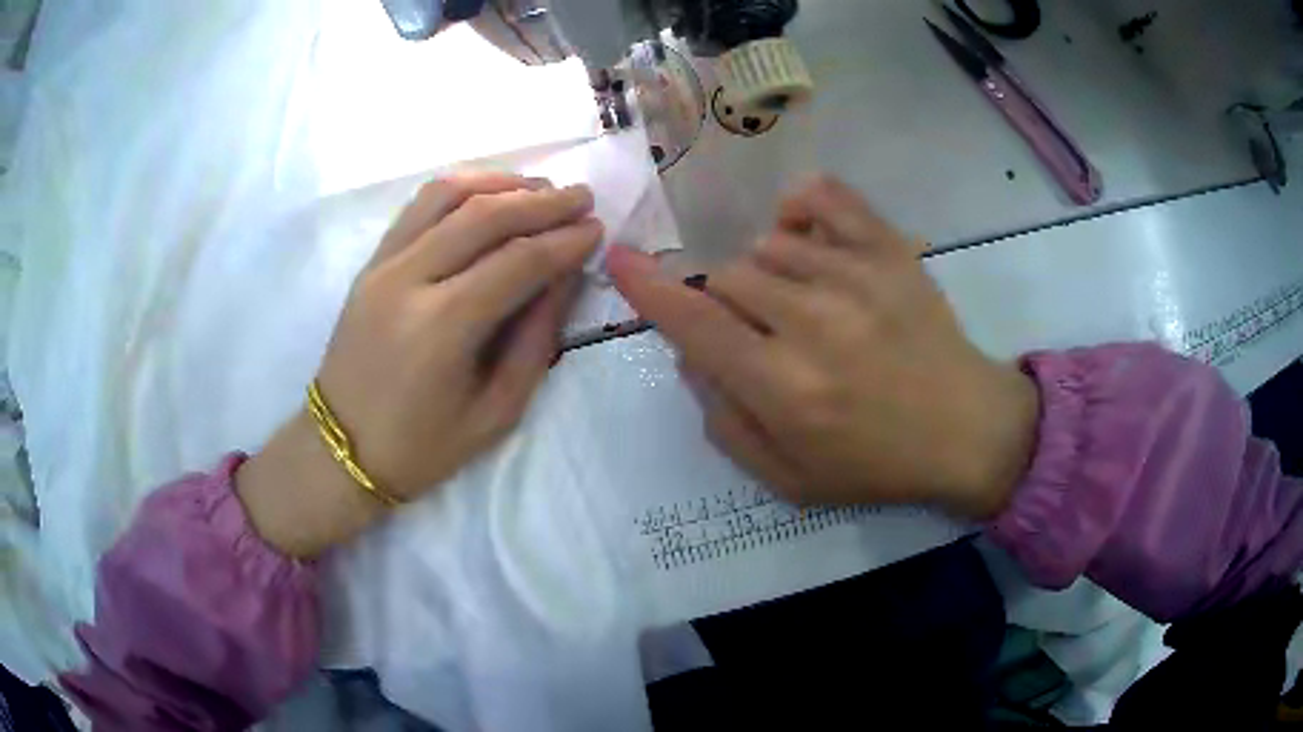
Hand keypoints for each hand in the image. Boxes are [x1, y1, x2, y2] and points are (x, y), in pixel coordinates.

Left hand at [238, 173, 600, 556]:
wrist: (341, 449)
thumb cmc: (421, 447)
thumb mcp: (495, 413)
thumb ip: (535, 340)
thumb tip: (565, 277)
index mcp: (441, 328)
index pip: (517, 261)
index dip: (564, 240)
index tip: (597, 229)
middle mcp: (408, 281)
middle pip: (484, 215)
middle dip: (542, 201)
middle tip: (582, 196)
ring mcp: (382, 265)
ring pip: (447, 195)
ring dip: (500, 183)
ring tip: (539, 189)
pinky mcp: (370, 262)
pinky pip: (418, 207)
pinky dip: (460, 188)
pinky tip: (489, 192)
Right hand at [608, 175, 1037, 519]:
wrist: (965, 430)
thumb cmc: (875, 463)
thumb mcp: (787, 478)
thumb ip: (726, 423)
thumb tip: (694, 358)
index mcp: (783, 386)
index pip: (693, 323)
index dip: (647, 288)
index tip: (619, 258)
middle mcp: (812, 322)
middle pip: (727, 277)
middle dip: (728, 306)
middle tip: (765, 335)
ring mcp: (855, 276)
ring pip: (767, 245)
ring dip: (768, 274)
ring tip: (803, 304)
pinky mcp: (890, 250)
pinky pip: (824, 197)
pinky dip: (801, 207)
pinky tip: (806, 233)